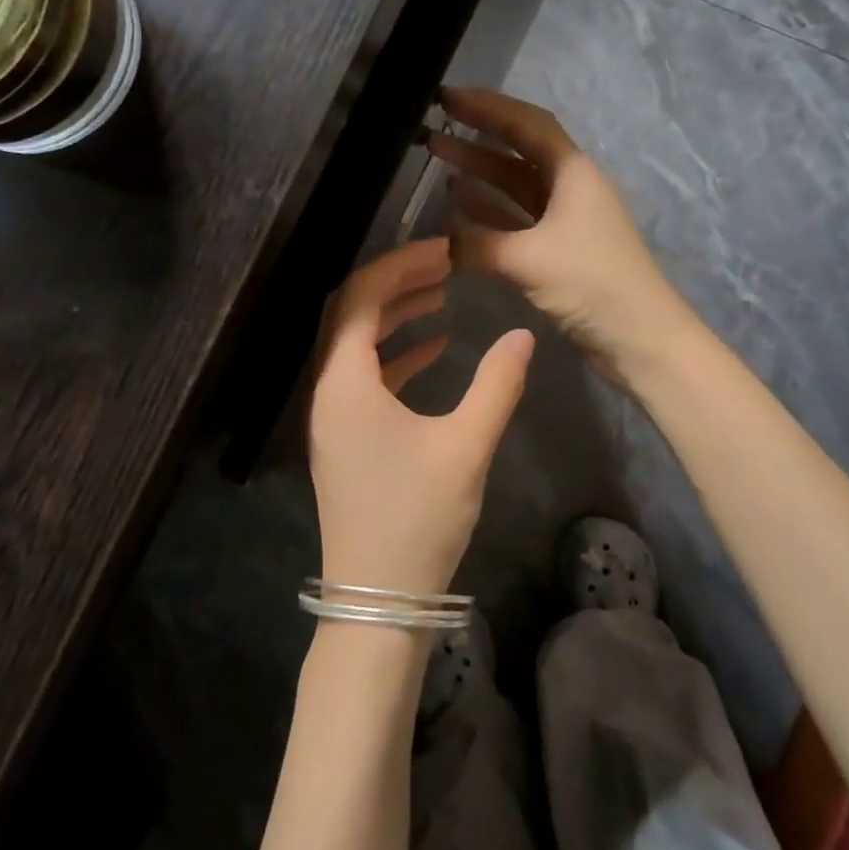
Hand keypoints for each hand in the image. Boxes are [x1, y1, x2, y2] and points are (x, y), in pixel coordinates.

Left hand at [308, 238, 534, 594]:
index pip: (360, 299)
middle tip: (442, 265)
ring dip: (393, 316)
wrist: (378, 598)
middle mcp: (326, 391)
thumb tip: (522, 335)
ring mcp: (330, 416)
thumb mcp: (466, 447)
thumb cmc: (418, 518)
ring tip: (441, 297)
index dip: (398, 266)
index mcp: (345, 383)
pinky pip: (362, 376)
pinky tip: (434, 350)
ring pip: (354, 344)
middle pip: (349, 314)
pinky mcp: (343, 437)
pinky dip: (393, 355)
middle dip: (394, 282)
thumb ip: (496, 384)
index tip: (442, 250)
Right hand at [429, 86, 693, 379]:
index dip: (487, 107)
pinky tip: (458, 204)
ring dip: (479, 172)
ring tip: (437, 156)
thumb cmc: (593, 284)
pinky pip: (516, 220)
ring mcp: (566, 220)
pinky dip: (489, 211)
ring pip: (515, 186)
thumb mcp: (530, 259)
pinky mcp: (559, 251)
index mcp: (574, 173)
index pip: (527, 124)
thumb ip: (477, 246)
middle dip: (477, 137)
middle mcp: (571, 188)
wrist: (640, 339)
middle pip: (519, 151)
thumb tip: (437, 246)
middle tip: (433, 124)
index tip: (446, 97)